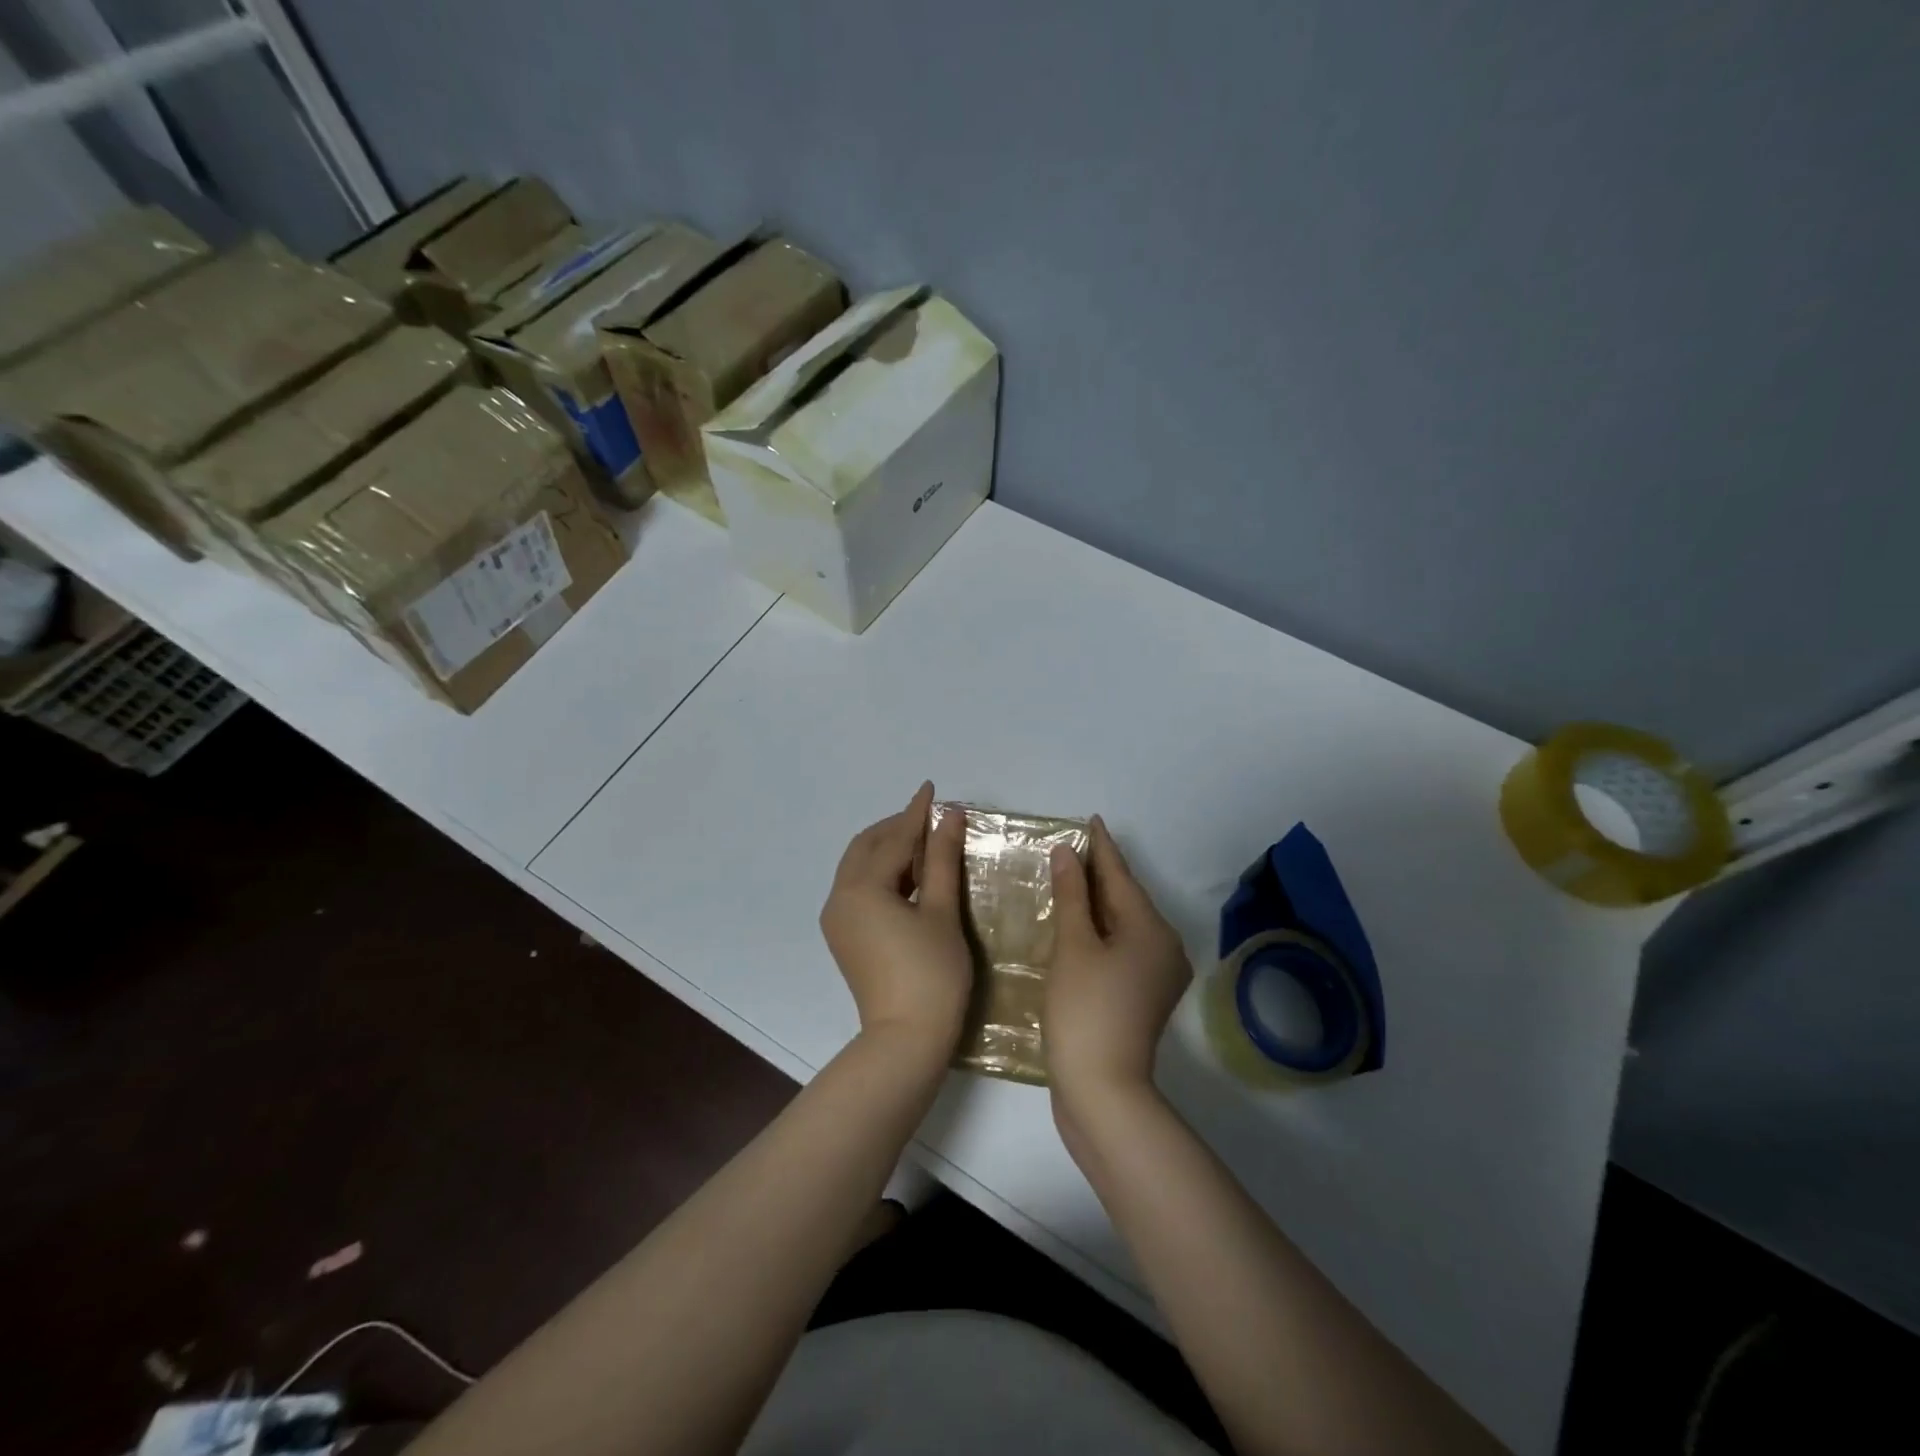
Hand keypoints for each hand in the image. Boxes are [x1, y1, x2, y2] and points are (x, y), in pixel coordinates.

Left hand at [820, 782, 972, 1054]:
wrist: (906, 1040)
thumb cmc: (932, 974)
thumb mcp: (942, 911)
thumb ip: (941, 859)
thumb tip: (950, 815)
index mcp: (861, 888)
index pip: (893, 838)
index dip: (916, 812)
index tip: (932, 788)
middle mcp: (839, 898)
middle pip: (866, 847)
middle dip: (896, 828)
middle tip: (930, 818)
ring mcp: (837, 920)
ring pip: (859, 867)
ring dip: (888, 849)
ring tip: (924, 843)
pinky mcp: (844, 937)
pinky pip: (858, 889)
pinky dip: (881, 873)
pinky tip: (909, 876)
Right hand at [1046, 816, 1192, 1108]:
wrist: (1103, 1089)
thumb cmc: (1085, 1009)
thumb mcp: (1074, 946)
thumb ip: (1071, 895)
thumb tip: (1068, 853)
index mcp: (1152, 929)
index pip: (1121, 876)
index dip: (1102, 847)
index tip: (1091, 820)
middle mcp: (1165, 946)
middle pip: (1127, 899)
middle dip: (1101, 874)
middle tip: (1074, 847)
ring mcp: (1158, 974)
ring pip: (1126, 924)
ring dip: (1099, 902)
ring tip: (1072, 878)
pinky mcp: (1145, 995)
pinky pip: (1124, 946)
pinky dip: (1102, 930)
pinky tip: (1080, 924)